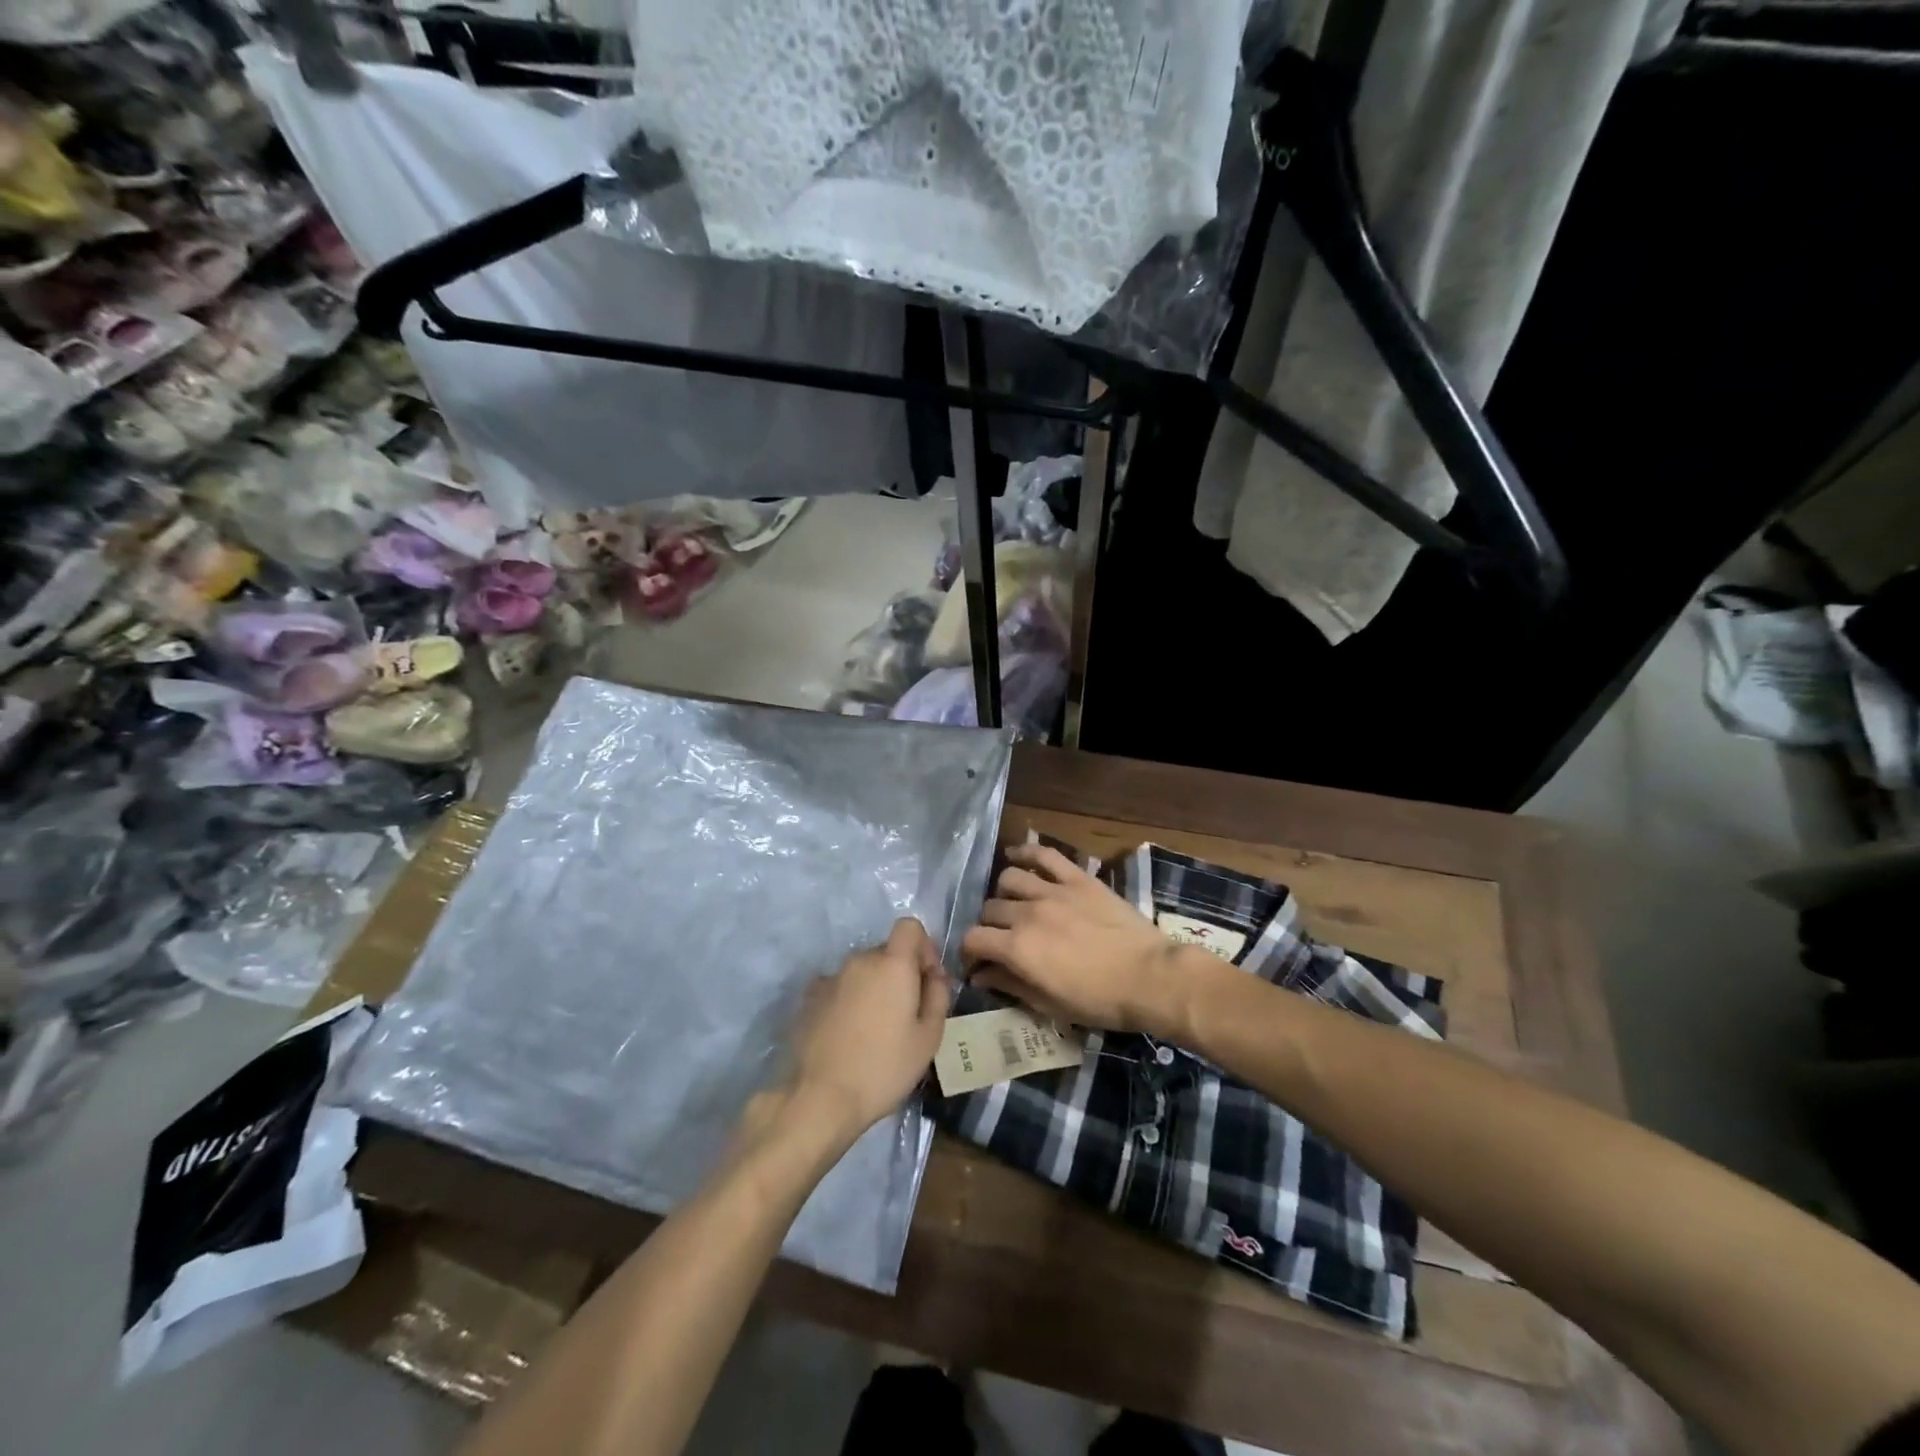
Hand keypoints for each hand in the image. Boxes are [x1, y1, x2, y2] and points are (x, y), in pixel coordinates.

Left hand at [783, 918, 948, 1141]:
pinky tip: (848, 1034)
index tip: (926, 981)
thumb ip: (938, 995)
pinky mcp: (808, 998)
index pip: (910, 926)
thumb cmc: (884, 1068)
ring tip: (875, 1030)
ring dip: (874, 988)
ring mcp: (830, 977)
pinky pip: (839, 988)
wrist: (820, 1097)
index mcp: (892, 964)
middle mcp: (859, 960)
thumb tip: (934, 975)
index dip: (923, 947)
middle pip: (886, 951)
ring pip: (862, 971)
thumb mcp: (929, 1038)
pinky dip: (849, 1001)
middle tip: (906, 1015)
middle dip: (900, 973)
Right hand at [961, 843, 1194, 1036]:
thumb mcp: (1050, 1005)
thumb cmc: (1101, 1001)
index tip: (977, 963)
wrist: (1151, 978)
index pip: (973, 939)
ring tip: (1014, 905)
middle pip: (989, 909)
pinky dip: (1025, 852)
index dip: (969, 952)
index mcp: (1017, 948)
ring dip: (1004, 894)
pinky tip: (1015, 855)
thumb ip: (1010, 985)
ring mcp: (1052, 891)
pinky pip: (1044, 855)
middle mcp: (1027, 913)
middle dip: (988, 926)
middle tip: (1000, 939)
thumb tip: (980, 976)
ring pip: (1008, 879)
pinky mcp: (1077, 878)